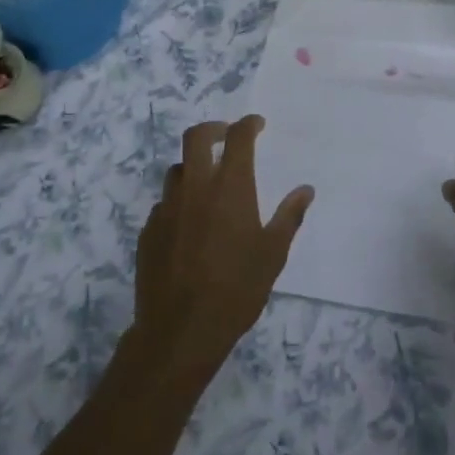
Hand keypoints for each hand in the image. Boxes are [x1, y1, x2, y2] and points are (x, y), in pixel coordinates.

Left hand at [132, 117, 312, 377]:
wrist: (180, 330)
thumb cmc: (236, 290)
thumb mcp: (273, 254)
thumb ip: (289, 217)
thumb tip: (305, 190)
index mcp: (230, 187)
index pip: (238, 138)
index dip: (248, 124)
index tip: (256, 125)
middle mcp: (196, 187)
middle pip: (196, 137)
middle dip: (213, 129)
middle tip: (226, 136)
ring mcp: (167, 207)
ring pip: (177, 170)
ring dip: (194, 166)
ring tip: (208, 183)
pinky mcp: (149, 230)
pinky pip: (164, 203)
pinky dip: (179, 201)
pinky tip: (189, 224)